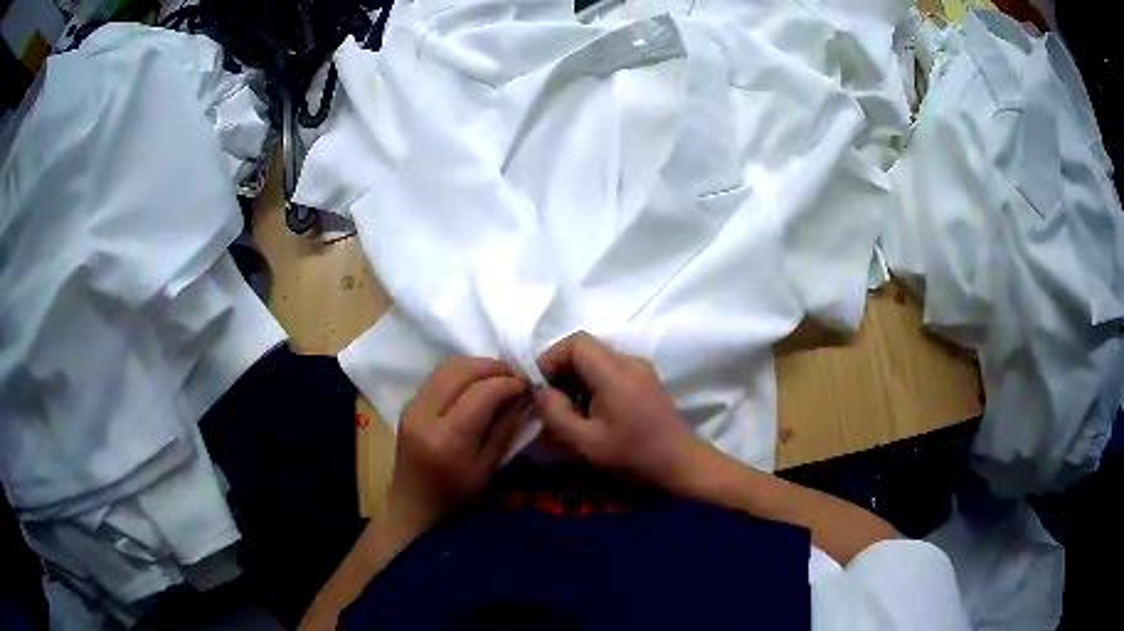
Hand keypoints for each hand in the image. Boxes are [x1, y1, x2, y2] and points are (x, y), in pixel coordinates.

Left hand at [389, 357, 531, 535]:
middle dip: (493, 367)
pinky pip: (438, 377)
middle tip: (516, 376)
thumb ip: (506, 429)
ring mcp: (412, 407)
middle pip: (461, 371)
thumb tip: (525, 396)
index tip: (528, 385)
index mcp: (447, 438)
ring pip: (447, 367)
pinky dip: (462, 373)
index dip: (508, 383)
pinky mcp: (408, 404)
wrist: (413, 506)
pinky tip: (477, 385)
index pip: (481, 393)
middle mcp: (424, 415)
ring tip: (499, 377)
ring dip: (477, 366)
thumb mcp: (489, 469)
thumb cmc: (456, 497)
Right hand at [534, 332, 711, 490]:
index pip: (576, 342)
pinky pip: (612, 370)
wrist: (679, 463)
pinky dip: (594, 384)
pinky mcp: (646, 380)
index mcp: (614, 371)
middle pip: (586, 349)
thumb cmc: (632, 454)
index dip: (552, 358)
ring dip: (578, 379)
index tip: (541, 386)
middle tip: (552, 401)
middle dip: (562, 370)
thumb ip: (556, 415)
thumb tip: (542, 393)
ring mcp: (640, 369)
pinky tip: (592, 413)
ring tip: (569, 410)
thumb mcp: (585, 442)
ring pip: (598, 359)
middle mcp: (629, 361)